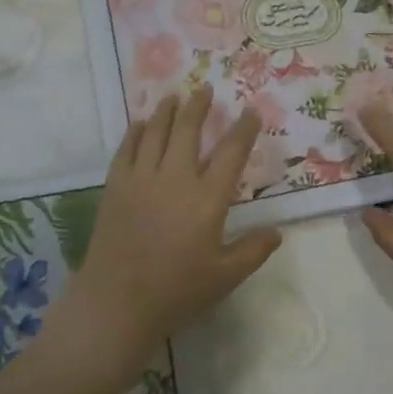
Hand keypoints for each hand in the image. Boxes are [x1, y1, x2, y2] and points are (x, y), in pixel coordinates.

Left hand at [67, 86, 281, 366]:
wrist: (116, 303)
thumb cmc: (176, 291)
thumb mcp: (225, 277)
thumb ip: (253, 250)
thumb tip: (277, 231)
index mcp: (208, 199)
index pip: (231, 153)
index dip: (244, 129)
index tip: (251, 111)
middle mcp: (176, 179)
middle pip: (188, 130)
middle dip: (199, 106)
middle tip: (205, 90)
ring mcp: (141, 179)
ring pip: (156, 132)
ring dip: (167, 111)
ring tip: (174, 96)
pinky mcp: (115, 187)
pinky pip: (126, 149)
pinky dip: (135, 132)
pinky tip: (140, 123)